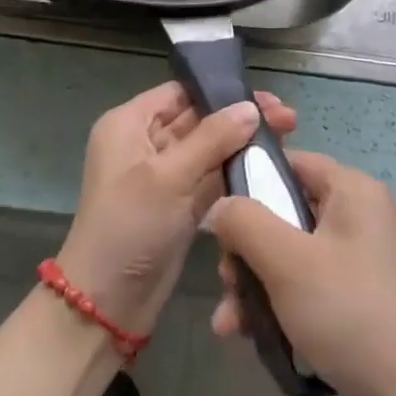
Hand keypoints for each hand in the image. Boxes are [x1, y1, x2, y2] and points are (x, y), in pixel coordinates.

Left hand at [58, 82, 296, 337]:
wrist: (107, 304)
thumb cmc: (129, 226)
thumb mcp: (168, 176)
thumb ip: (212, 138)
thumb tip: (251, 108)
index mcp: (129, 124)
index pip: (179, 93)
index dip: (220, 91)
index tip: (264, 97)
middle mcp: (145, 143)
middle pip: (198, 119)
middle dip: (240, 118)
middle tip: (288, 119)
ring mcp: (163, 176)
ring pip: (208, 149)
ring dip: (242, 144)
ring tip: (288, 138)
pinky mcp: (179, 205)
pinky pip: (211, 178)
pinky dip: (236, 172)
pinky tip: (270, 166)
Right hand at [209, 151, 395, 395]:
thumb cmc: (351, 314)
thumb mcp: (287, 262)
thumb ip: (245, 222)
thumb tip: (220, 206)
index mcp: (352, 190)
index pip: (290, 162)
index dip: (249, 182)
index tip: (219, 220)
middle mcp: (361, 216)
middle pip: (285, 213)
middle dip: (246, 251)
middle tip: (226, 282)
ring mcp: (363, 259)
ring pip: (292, 255)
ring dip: (255, 285)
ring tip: (230, 325)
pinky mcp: (362, 299)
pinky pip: (310, 286)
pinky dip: (280, 305)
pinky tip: (251, 338)